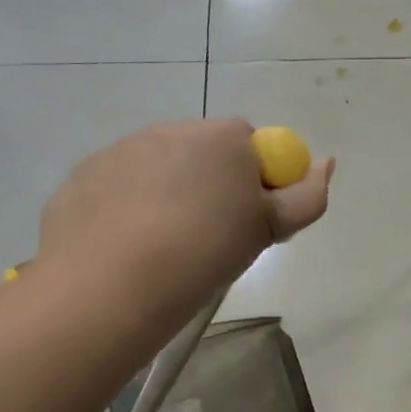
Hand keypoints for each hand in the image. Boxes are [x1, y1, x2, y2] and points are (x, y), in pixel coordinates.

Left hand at [36, 119, 333, 303]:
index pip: (250, 144)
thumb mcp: (270, 229)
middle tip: (207, 237)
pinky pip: (118, 185)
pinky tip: (125, 245)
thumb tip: (327, 162)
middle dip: (209, 184)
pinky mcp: (84, 175)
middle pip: (202, 152)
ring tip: (162, 246)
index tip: (244, 220)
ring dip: (166, 193)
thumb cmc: (204, 251)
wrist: (113, 282)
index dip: (253, 181)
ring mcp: (121, 149)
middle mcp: (171, 129)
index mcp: (222, 137)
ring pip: (158, 167)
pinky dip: (125, 206)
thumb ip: (307, 195)